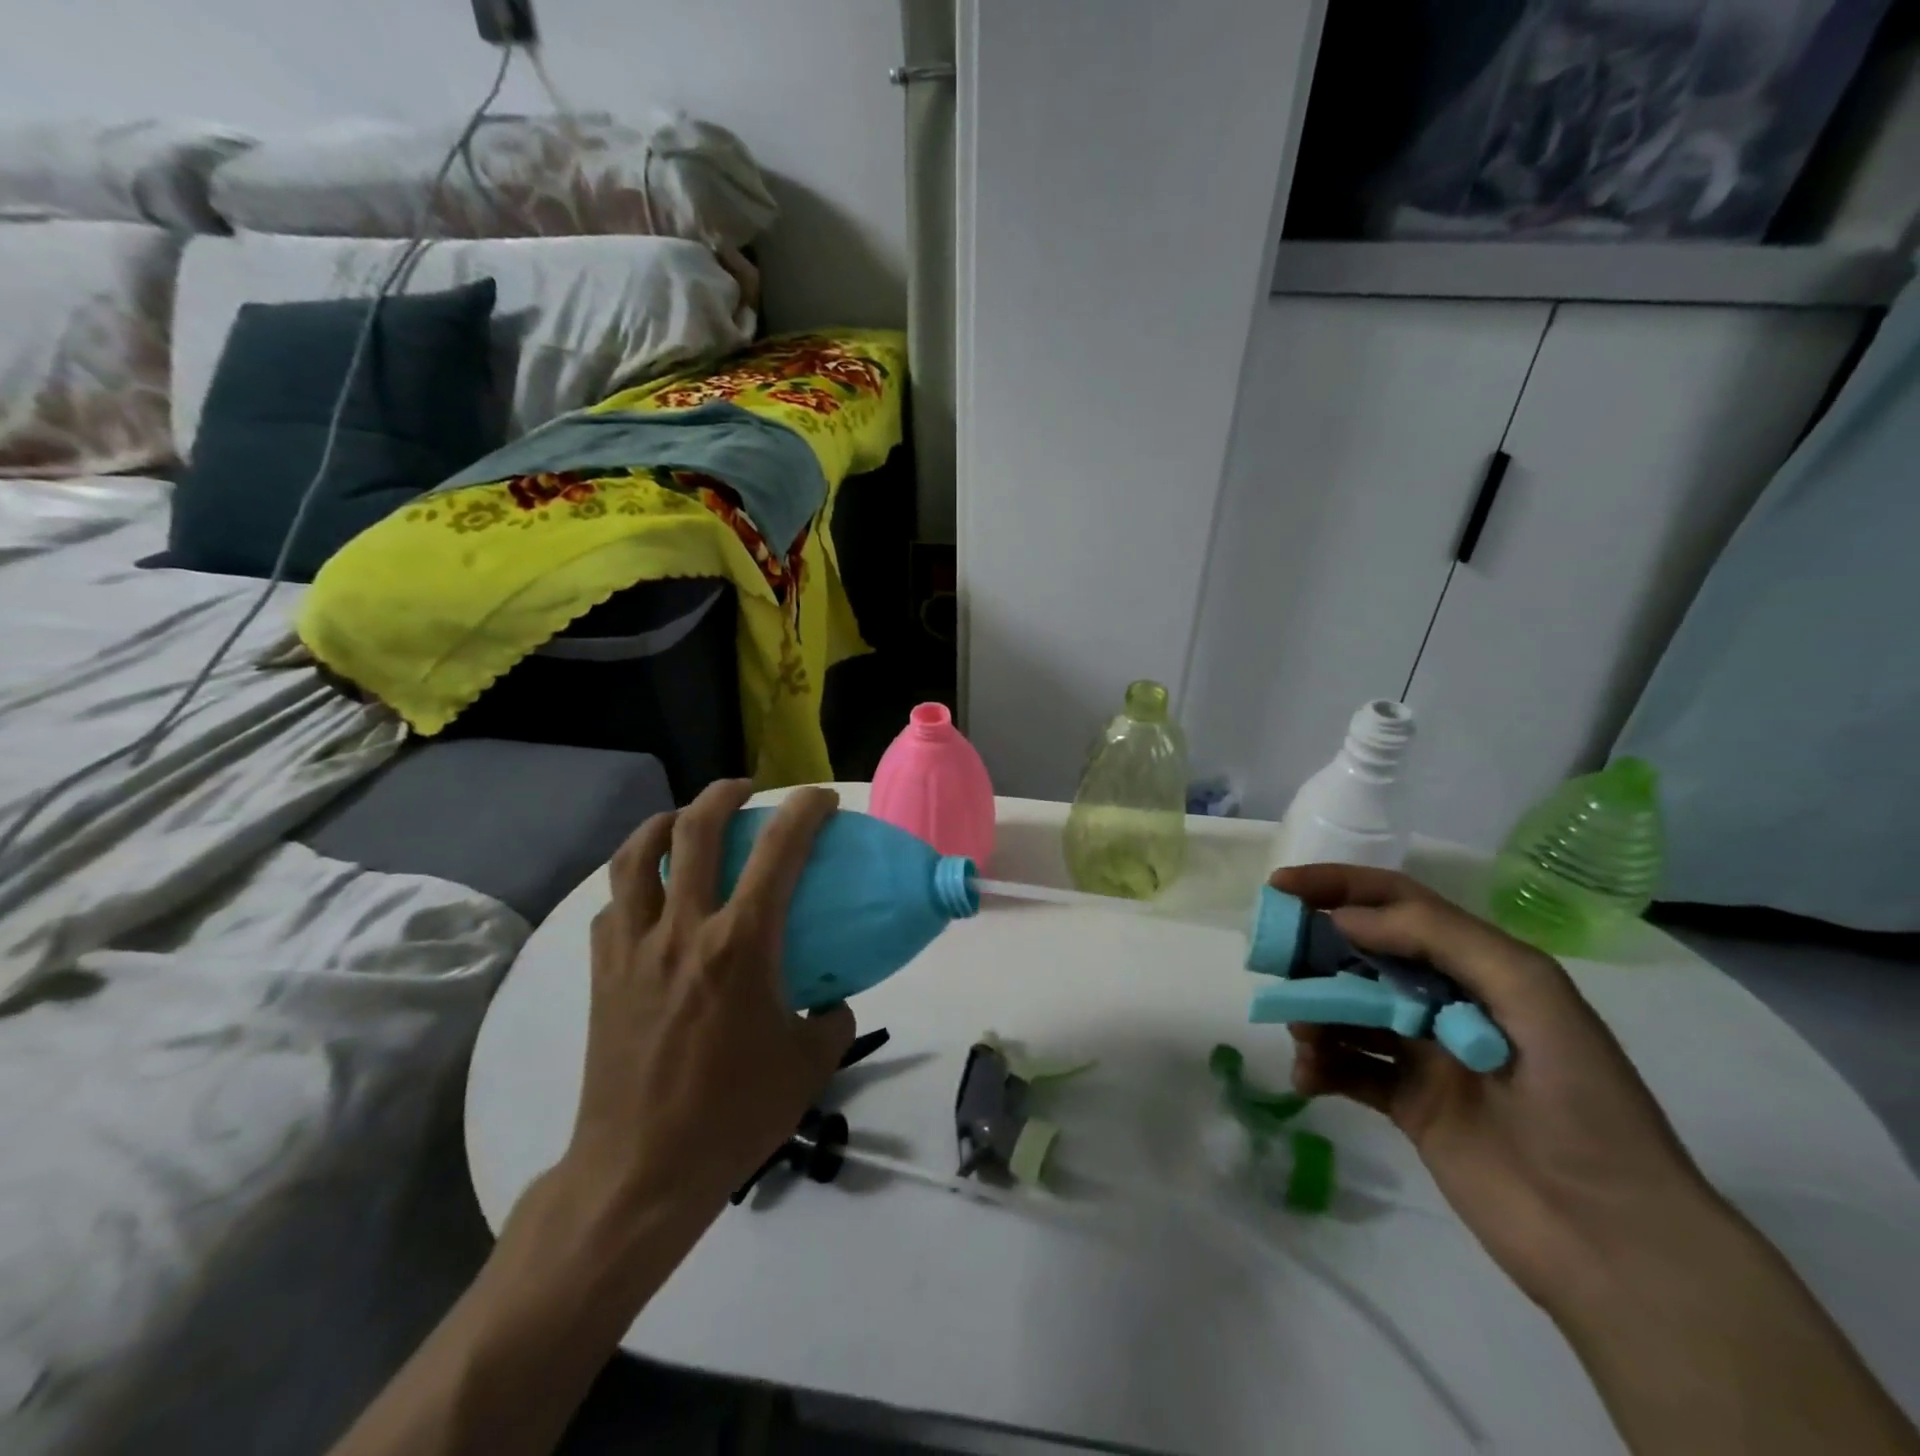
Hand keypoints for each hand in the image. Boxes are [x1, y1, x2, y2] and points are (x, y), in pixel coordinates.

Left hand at [562, 779, 855, 1222]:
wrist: (640, 1171)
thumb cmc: (733, 1115)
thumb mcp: (808, 1066)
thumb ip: (832, 1018)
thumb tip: (833, 997)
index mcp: (741, 945)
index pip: (778, 851)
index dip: (804, 811)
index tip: (822, 799)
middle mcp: (683, 930)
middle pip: (695, 829)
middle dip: (724, 793)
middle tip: (746, 790)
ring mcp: (633, 948)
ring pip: (637, 856)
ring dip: (664, 822)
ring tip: (685, 819)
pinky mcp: (603, 972)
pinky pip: (614, 905)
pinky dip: (635, 882)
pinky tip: (650, 895)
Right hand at [1274, 863, 1717, 1313]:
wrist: (1615, 1242)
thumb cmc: (1580, 1102)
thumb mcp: (1529, 995)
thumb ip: (1438, 940)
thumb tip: (1343, 920)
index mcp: (1480, 966)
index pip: (1396, 902)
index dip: (1337, 886)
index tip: (1280, 886)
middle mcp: (1447, 1001)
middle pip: (1362, 954)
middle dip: (1314, 950)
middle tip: (1273, 963)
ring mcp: (1425, 1054)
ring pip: (1347, 1010)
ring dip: (1314, 1012)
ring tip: (1304, 1037)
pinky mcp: (1408, 1104)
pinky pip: (1347, 1068)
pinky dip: (1320, 1065)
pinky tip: (1309, 1079)